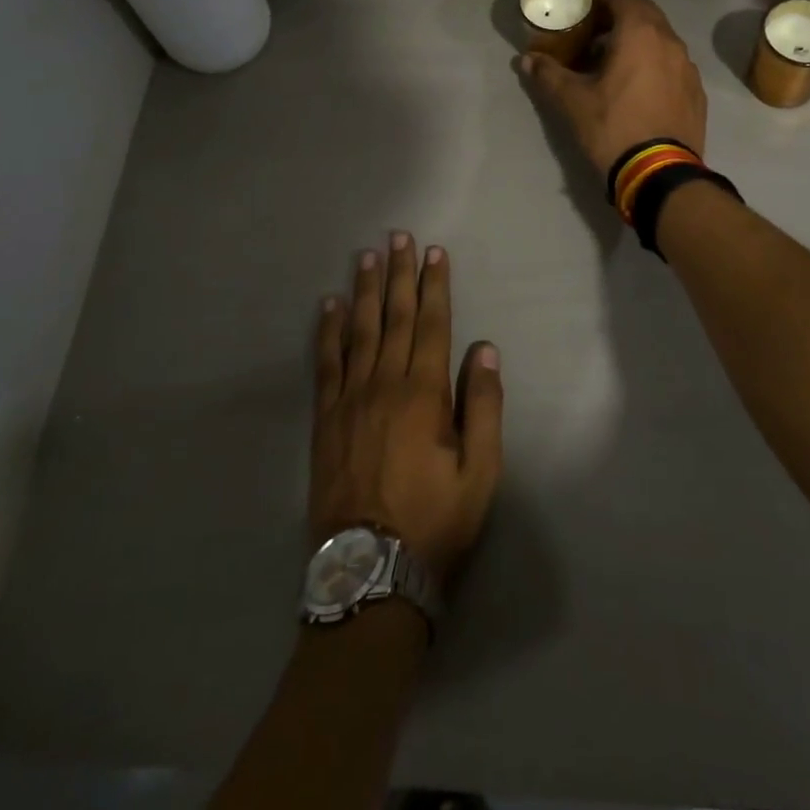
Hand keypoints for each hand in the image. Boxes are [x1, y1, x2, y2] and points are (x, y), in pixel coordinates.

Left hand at [310, 234, 502, 581]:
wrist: (369, 571)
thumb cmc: (434, 522)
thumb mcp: (480, 474)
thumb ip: (483, 408)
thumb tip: (485, 351)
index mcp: (423, 394)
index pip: (431, 325)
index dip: (434, 287)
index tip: (435, 254)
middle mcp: (384, 385)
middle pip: (393, 317)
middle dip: (399, 275)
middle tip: (399, 237)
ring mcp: (349, 400)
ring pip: (358, 331)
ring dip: (364, 290)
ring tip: (367, 256)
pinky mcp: (324, 419)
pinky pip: (325, 364)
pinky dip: (327, 332)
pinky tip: (328, 307)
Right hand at [516, 0, 707, 177]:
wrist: (660, 174)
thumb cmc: (613, 128)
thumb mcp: (572, 102)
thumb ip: (548, 75)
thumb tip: (527, 60)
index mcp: (641, 34)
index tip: (582, 9)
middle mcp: (670, 42)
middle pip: (645, 14)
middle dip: (619, 17)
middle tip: (594, 34)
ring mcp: (688, 68)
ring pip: (662, 40)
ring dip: (638, 41)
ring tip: (614, 62)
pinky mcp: (696, 92)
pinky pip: (673, 65)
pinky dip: (654, 64)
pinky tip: (638, 88)